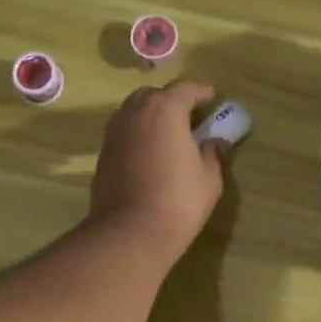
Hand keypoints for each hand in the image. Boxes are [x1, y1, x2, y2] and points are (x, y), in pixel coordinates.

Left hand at [91, 80, 230, 261]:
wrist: (130, 232)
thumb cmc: (178, 201)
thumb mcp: (209, 178)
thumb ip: (214, 154)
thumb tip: (217, 143)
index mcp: (164, 110)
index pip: (184, 89)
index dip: (200, 91)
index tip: (211, 97)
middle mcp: (135, 113)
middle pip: (154, 96)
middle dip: (171, 101)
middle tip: (188, 116)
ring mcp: (114, 133)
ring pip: (134, 113)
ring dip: (151, 117)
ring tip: (168, 134)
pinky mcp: (103, 155)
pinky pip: (124, 134)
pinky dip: (138, 135)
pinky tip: (149, 153)